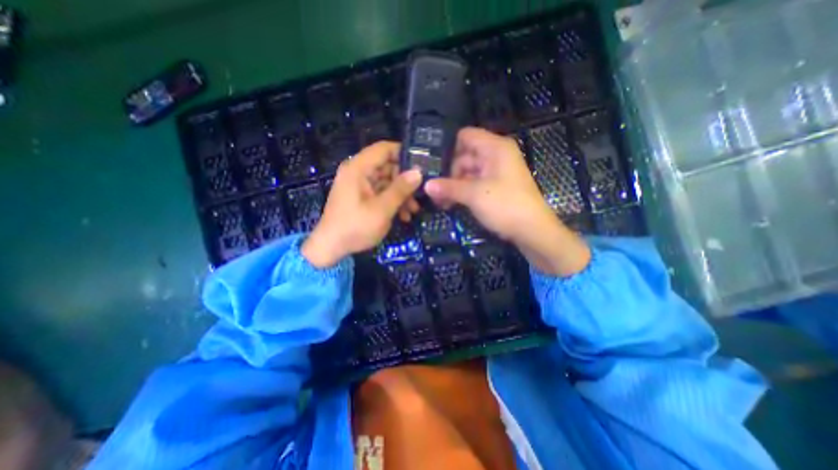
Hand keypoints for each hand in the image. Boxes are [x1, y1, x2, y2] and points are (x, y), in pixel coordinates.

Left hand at [302, 141, 422, 268]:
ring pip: (387, 182)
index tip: (422, 165)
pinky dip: (392, 202)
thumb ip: (400, 189)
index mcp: (358, 168)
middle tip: (420, 194)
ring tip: (414, 210)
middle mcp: (358, 172)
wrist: (331, 248)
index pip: (384, 148)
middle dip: (405, 181)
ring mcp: (359, 185)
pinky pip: (381, 193)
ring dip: (401, 195)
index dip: (404, 153)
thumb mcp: (382, 209)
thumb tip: (418, 172)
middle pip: (387, 166)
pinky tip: (404, 216)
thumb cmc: (355, 227)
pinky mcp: (361, 197)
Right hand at [426, 127, 587, 277]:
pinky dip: (463, 192)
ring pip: (468, 173)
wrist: (533, 231)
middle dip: (448, 174)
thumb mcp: (474, 195)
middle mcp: (496, 155)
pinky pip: (475, 184)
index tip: (433, 166)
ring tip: (440, 202)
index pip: (466, 136)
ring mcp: (496, 172)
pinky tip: (450, 204)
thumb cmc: (506, 206)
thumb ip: (448, 187)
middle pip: (464, 157)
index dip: (449, 149)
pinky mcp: (496, 187)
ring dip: (454, 186)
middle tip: (434, 192)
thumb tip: (426, 185)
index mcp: (495, 148)